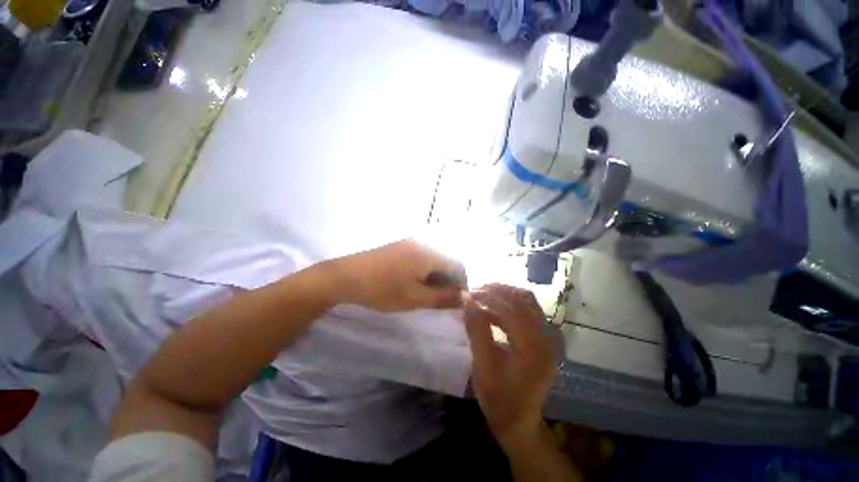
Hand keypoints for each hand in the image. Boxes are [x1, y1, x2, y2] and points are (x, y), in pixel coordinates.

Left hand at [328, 239, 465, 311]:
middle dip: (448, 280)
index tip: (456, 300)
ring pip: (435, 258)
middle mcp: (424, 241)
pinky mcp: (402, 244)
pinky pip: (423, 255)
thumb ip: (443, 297)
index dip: (461, 284)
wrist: (347, 276)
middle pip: (447, 260)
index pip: (459, 265)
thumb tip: (466, 298)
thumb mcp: (415, 298)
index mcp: (430, 252)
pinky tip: (415, 281)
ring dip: (436, 275)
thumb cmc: (383, 289)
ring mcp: (411, 241)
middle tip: (440, 298)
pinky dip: (425, 269)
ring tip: (427, 292)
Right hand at [463, 284, 556, 448]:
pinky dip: (508, 303)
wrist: (519, 421)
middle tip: (474, 291)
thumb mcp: (482, 365)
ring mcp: (547, 336)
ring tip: (482, 294)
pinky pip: (527, 309)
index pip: (512, 310)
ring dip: (504, 294)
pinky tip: (492, 308)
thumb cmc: (498, 398)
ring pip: (526, 301)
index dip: (488, 297)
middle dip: (497, 290)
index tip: (468, 293)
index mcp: (534, 348)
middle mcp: (546, 338)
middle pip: (523, 299)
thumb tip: (467, 300)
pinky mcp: (542, 337)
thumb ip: (476, 329)